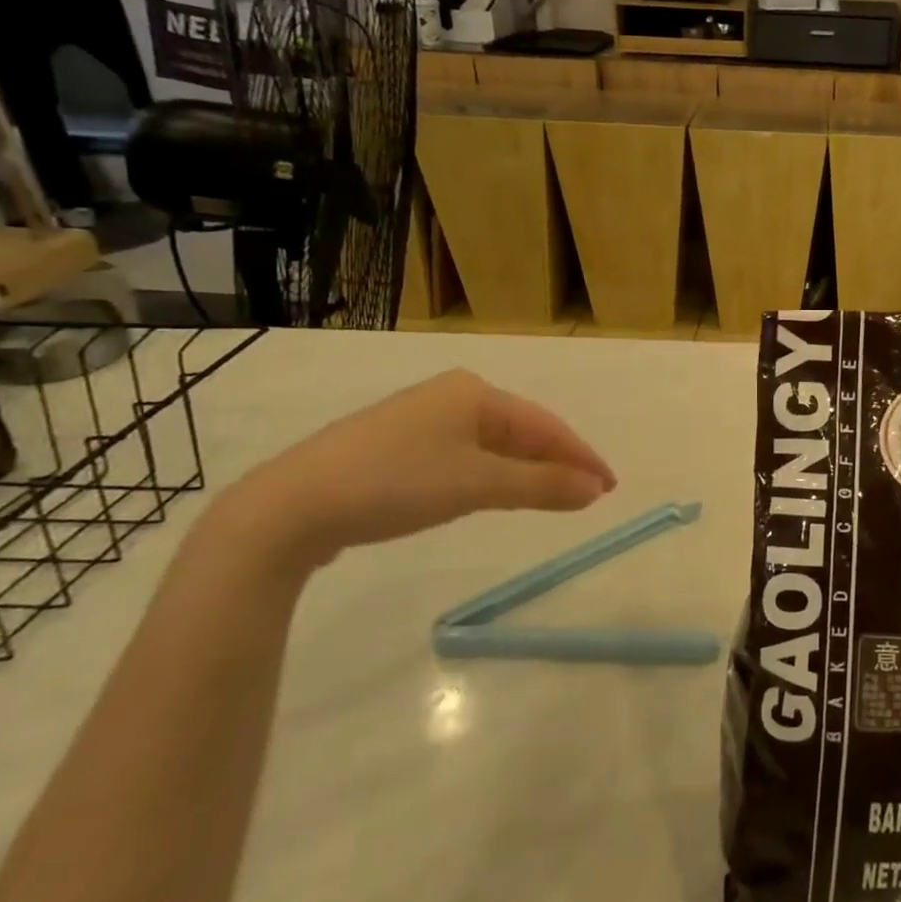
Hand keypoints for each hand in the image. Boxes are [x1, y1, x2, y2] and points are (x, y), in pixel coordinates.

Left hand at [203, 371, 615, 577]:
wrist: (290, 507)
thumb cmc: (395, 483)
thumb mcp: (478, 485)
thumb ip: (542, 486)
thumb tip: (596, 490)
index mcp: (474, 393)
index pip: (546, 425)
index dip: (581, 457)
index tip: (610, 487)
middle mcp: (451, 397)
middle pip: (521, 432)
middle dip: (555, 464)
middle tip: (587, 495)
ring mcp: (420, 421)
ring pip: (492, 446)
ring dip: (525, 473)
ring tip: (552, 497)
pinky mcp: (396, 448)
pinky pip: (464, 458)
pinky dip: (491, 477)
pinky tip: (494, 494)